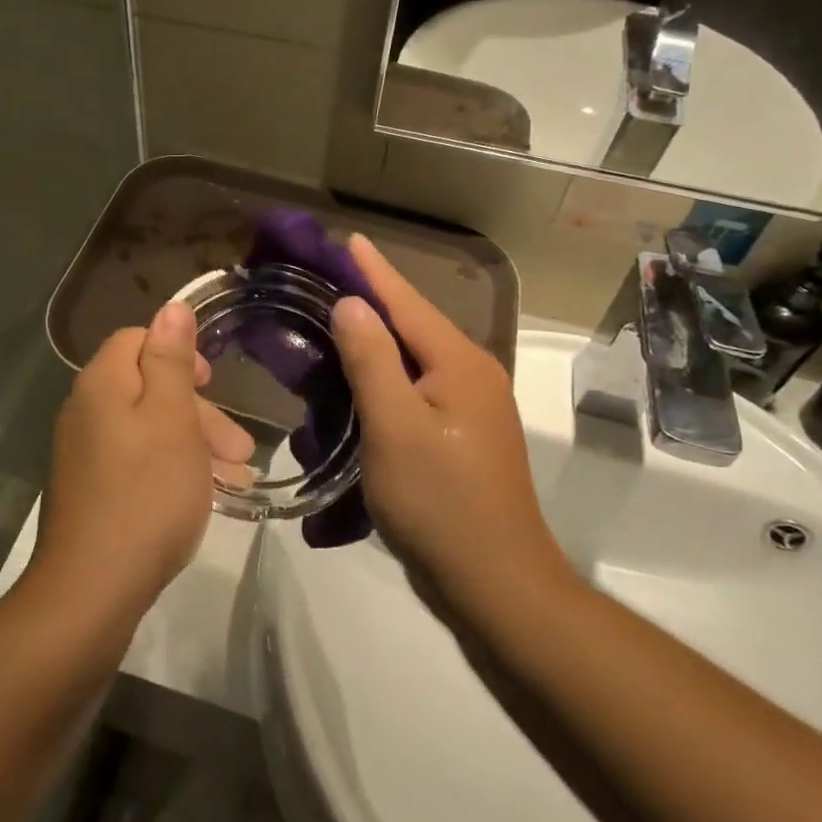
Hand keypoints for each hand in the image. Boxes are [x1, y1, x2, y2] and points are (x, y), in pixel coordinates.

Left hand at [30, 301, 256, 618]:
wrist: (92, 590)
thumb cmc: (146, 493)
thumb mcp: (171, 418)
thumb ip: (171, 359)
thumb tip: (170, 306)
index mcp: (102, 384)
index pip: (137, 339)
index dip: (178, 352)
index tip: (211, 382)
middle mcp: (86, 411)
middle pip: (148, 388)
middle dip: (199, 411)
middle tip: (241, 447)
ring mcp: (85, 454)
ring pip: (149, 429)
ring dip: (195, 444)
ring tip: (238, 477)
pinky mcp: (92, 490)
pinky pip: (139, 462)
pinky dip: (174, 469)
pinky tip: (207, 495)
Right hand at [330, 236, 567, 611]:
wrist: (496, 583)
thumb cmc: (440, 502)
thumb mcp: (395, 427)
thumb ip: (372, 360)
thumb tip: (352, 303)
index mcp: (459, 363)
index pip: (407, 302)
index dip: (374, 270)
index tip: (347, 238)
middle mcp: (471, 374)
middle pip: (413, 325)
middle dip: (372, 299)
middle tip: (325, 279)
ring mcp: (470, 406)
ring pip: (414, 358)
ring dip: (376, 339)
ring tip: (333, 321)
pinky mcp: (461, 434)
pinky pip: (416, 388)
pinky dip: (385, 375)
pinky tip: (358, 379)